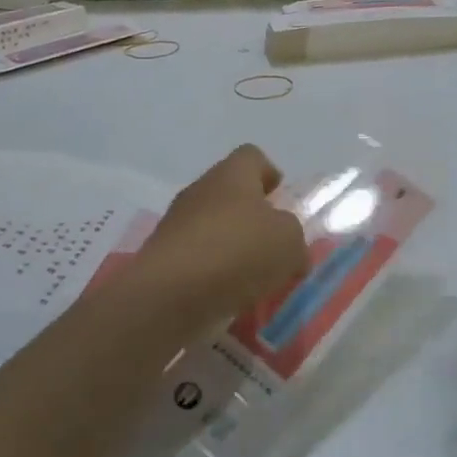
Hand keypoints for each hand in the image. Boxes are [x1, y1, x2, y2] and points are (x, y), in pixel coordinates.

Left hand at [130, 145, 309, 325]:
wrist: (168, 295)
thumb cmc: (237, 252)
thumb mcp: (289, 242)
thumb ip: (294, 239)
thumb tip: (290, 250)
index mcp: (231, 175)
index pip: (252, 157)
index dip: (270, 174)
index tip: (282, 200)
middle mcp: (200, 191)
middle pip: (231, 194)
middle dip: (253, 219)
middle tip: (274, 247)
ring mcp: (176, 224)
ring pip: (213, 229)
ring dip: (233, 249)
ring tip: (255, 280)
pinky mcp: (162, 259)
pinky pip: (196, 260)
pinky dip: (213, 275)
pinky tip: (229, 298)